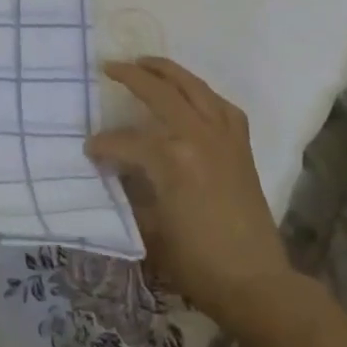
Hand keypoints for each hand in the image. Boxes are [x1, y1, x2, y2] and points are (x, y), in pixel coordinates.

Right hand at [85, 57, 296, 331]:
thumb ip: (131, 190)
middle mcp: (199, 136)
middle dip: (132, 77)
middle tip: (109, 66)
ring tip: (147, 63)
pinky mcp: (241, 146)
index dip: (104, 144)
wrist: (256, 283)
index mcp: (172, 158)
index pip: (126, 140)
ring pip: (195, 87)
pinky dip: (203, 93)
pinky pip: (221, 106)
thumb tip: (118, 169)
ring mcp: (224, 137)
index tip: (90, 150)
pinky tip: (192, 95)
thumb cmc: (197, 262)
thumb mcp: (150, 228)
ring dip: (169, 71)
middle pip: (161, 92)